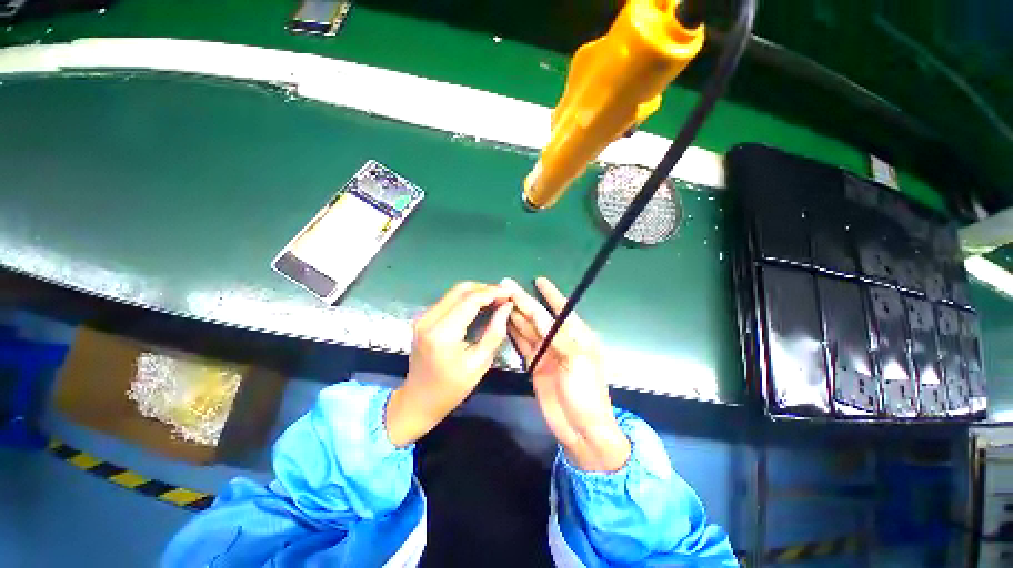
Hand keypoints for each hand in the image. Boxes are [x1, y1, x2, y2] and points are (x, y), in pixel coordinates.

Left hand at [386, 282, 512, 446]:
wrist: (418, 400)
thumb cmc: (452, 387)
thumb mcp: (480, 363)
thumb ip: (495, 332)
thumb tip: (506, 306)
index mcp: (442, 333)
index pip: (470, 300)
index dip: (492, 293)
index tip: (509, 293)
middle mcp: (428, 319)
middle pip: (460, 290)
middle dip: (485, 288)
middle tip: (503, 295)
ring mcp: (423, 317)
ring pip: (453, 293)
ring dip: (476, 292)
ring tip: (495, 299)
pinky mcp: (423, 319)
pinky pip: (447, 301)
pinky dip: (465, 299)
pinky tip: (479, 306)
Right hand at [502, 277, 629, 471]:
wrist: (581, 428)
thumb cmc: (587, 393)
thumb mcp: (577, 362)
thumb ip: (559, 337)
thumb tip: (541, 317)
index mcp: (577, 335)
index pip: (562, 309)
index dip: (551, 294)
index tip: (539, 280)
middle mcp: (561, 340)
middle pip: (539, 316)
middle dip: (525, 301)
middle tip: (507, 285)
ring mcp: (547, 352)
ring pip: (529, 328)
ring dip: (516, 314)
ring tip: (502, 300)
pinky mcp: (535, 364)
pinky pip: (523, 344)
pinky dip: (514, 333)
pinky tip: (505, 322)